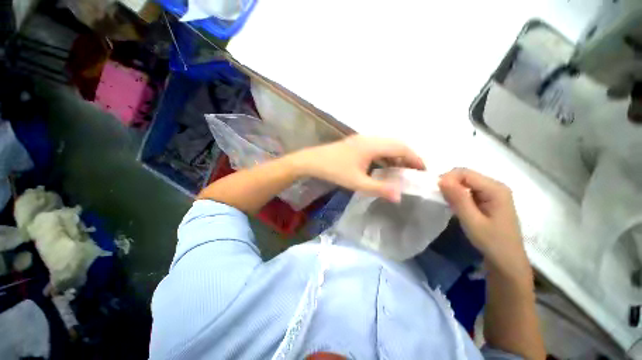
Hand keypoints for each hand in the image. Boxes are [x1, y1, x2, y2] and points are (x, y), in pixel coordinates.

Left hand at [293, 136, 424, 201]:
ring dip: (396, 156)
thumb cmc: (334, 170)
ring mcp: (362, 140)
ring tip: (401, 171)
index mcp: (373, 145)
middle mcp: (370, 138)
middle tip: (414, 172)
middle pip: (396, 144)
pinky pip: (377, 147)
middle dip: (408, 157)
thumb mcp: (357, 182)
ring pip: (386, 145)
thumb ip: (379, 188)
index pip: (402, 148)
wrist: (312, 161)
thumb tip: (399, 196)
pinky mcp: (357, 144)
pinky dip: (385, 156)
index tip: (424, 171)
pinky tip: (384, 167)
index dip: (415, 158)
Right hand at [438, 168, 529, 274]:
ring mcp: (493, 193)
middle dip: (449, 183)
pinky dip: (457, 195)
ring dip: (452, 190)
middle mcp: (495, 186)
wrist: (507, 262)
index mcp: (495, 189)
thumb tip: (441, 179)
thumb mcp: (472, 221)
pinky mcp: (488, 200)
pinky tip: (455, 206)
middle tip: (439, 198)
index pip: (465, 173)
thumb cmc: (492, 242)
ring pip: (465, 182)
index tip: (435, 192)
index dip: (447, 178)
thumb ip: (458, 199)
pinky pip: (468, 190)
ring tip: (446, 203)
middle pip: (465, 175)